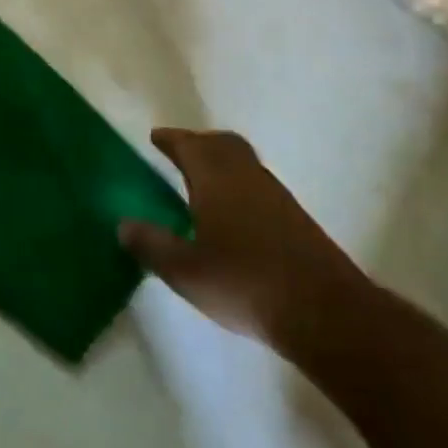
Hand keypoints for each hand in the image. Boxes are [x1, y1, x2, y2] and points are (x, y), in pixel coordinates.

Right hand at [120, 129, 369, 362]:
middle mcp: (246, 175)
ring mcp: (275, 195)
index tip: (156, 137)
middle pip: (221, 143)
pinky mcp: (294, 217)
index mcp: (216, 178)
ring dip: (220, 162)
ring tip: (201, 184)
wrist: (324, 310)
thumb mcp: (186, 271)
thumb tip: (123, 224)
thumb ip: (152, 245)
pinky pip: (257, 184)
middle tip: (179, 153)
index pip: (189, 145)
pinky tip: (231, 214)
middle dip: (198, 143)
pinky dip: (237, 184)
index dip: (171, 139)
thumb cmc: (244, 283)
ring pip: (242, 162)